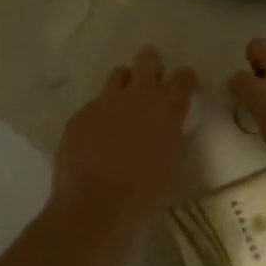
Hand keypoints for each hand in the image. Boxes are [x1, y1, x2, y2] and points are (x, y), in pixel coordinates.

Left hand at [52, 48, 197, 234]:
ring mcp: (105, 102)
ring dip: (124, 84)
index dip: (184, 79)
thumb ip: (171, 137)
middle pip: (147, 59)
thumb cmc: (145, 195)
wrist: (95, 206)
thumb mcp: (172, 165)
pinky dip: (100, 113)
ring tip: (122, 106)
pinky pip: (94, 104)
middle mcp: (137, 96)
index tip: (184, 86)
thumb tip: (168, 128)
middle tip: (151, 82)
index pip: (183, 77)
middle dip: (151, 65)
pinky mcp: (80, 114)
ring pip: (118, 74)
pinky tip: (97, 135)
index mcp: (167, 109)